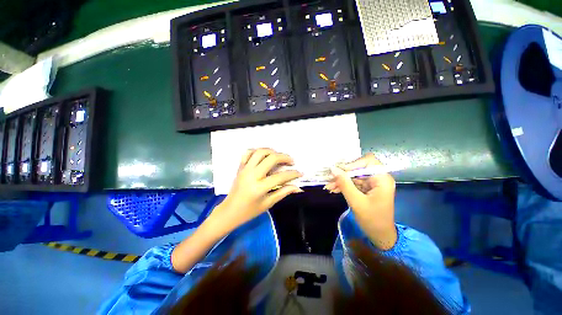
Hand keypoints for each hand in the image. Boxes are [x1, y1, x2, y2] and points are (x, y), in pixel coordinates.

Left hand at [207, 148, 302, 235]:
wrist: (230, 211)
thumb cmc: (250, 211)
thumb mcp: (268, 203)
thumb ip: (283, 192)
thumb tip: (298, 188)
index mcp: (260, 187)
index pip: (281, 176)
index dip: (293, 174)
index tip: (300, 173)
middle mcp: (252, 175)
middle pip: (271, 158)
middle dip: (285, 157)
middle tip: (291, 161)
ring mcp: (245, 169)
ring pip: (260, 152)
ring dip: (272, 151)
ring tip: (279, 156)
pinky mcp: (240, 167)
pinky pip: (248, 153)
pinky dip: (257, 151)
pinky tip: (264, 155)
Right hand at [324, 153, 396, 249]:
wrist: (380, 236)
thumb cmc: (372, 220)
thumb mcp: (356, 201)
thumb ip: (344, 184)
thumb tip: (333, 169)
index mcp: (382, 179)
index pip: (368, 161)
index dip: (353, 164)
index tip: (339, 171)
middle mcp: (378, 178)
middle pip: (359, 167)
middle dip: (344, 173)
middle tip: (330, 179)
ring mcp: (372, 183)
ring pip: (353, 175)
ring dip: (341, 180)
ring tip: (329, 187)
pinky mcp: (366, 188)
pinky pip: (353, 182)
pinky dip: (343, 185)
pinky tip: (334, 189)